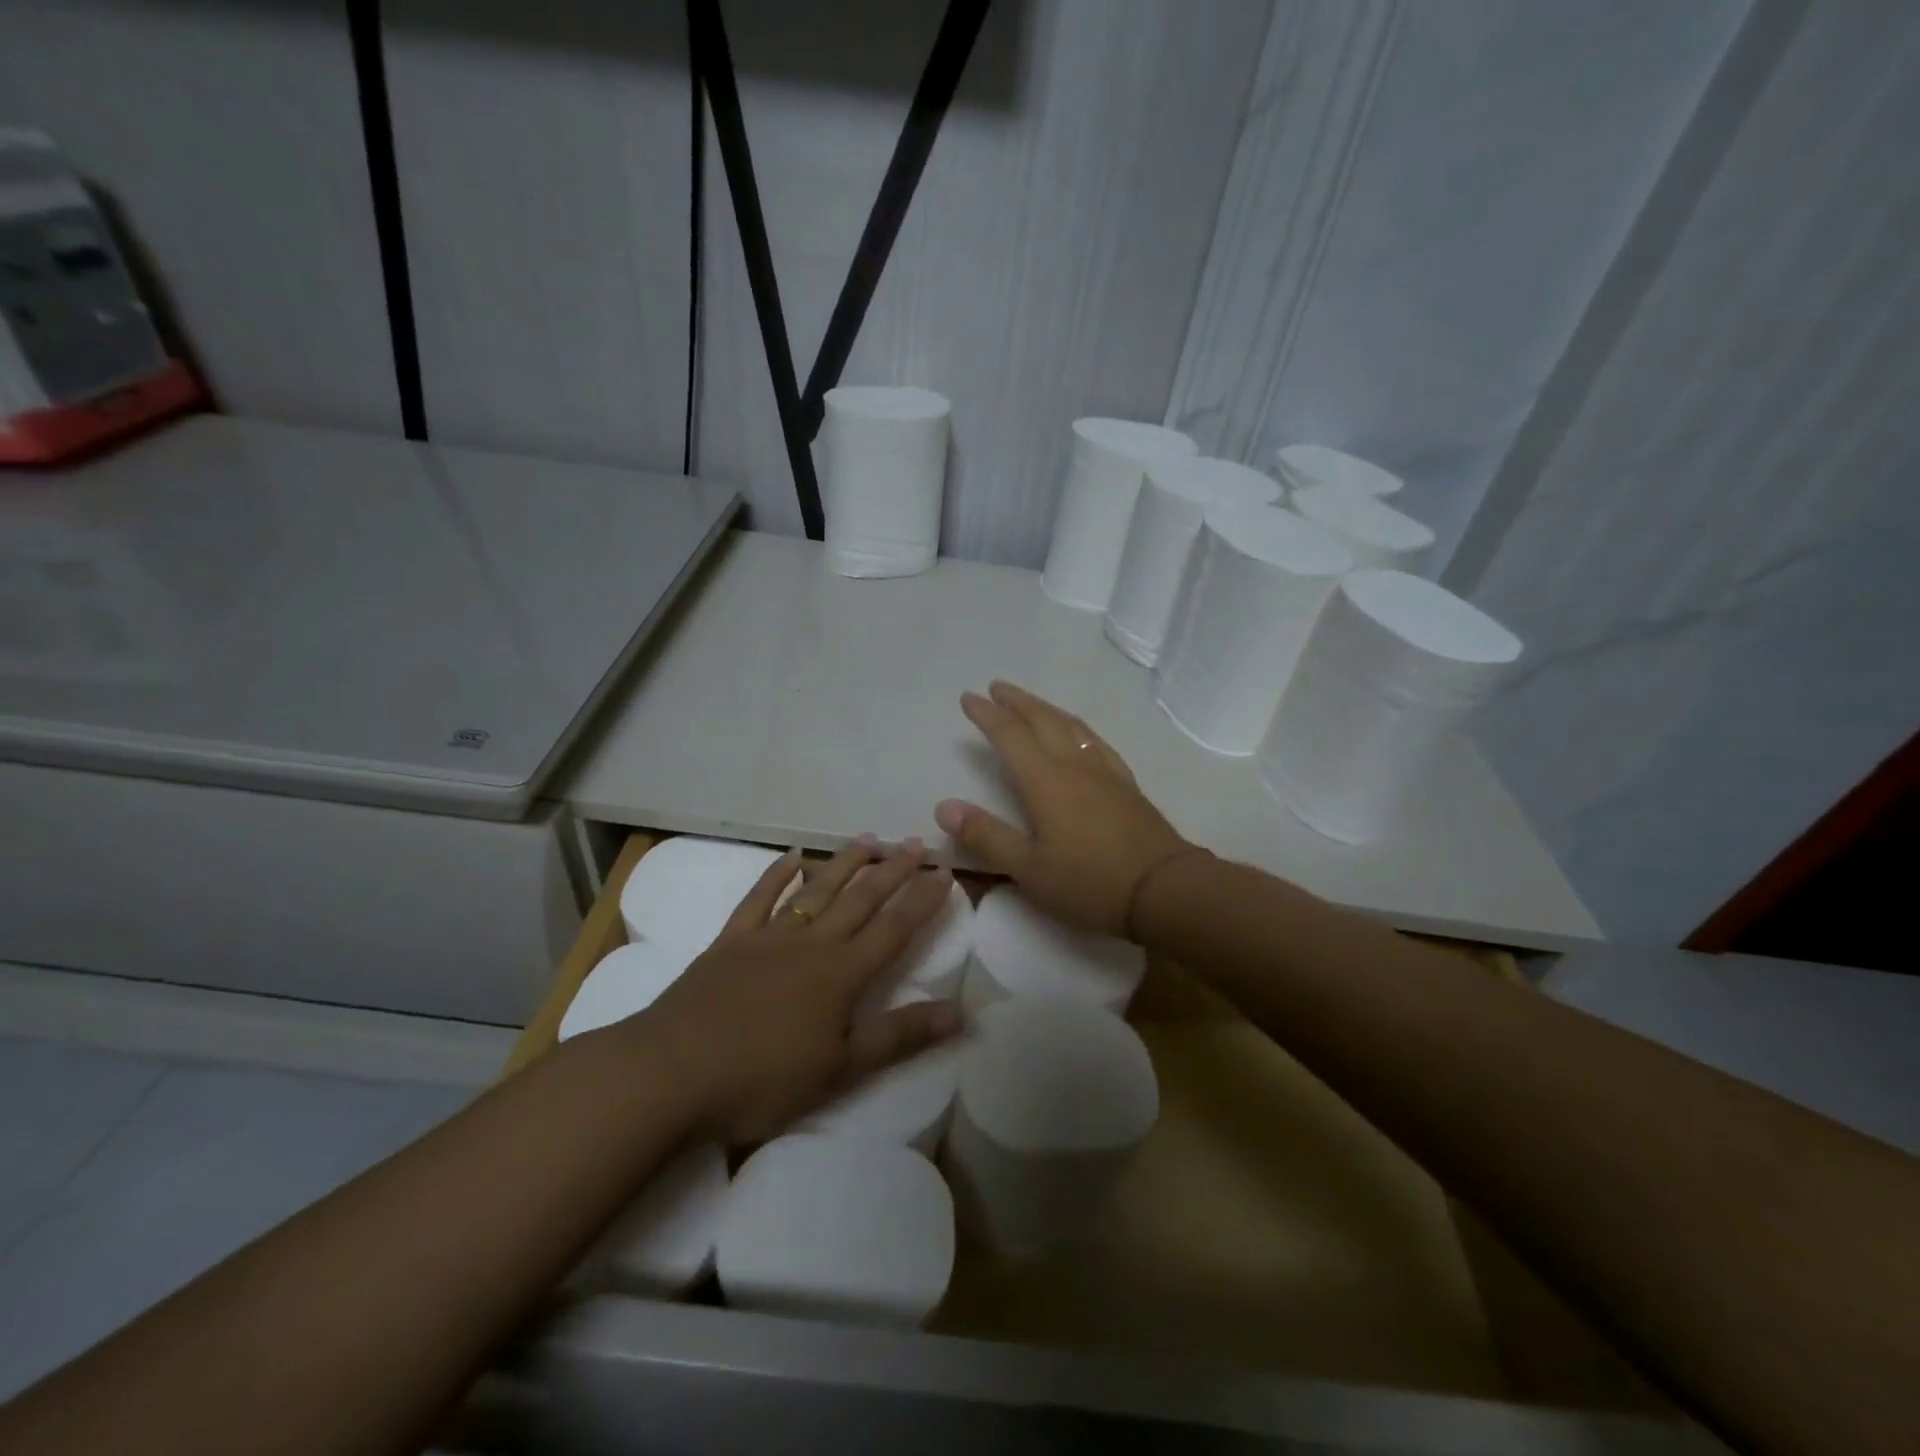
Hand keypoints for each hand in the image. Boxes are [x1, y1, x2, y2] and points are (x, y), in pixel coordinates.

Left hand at [639, 837, 960, 1144]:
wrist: (673, 1071)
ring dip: (844, 863)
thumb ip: (900, 1036)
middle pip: (860, 899)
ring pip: (816, 890)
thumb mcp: (841, 1068)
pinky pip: (758, 899)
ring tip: (869, 839)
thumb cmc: (763, 1078)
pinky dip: (776, 876)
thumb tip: (960, 1012)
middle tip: (916, 842)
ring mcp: (768, 937)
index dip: (922, 900)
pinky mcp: (730, 941)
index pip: (894, 928)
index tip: (945, 871)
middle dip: (892, 870)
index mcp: (842, 974)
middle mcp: (812, 944)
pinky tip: (791, 857)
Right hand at [935, 681, 1194, 936]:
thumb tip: (943, 807)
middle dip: (1017, 701)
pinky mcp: (1126, 784)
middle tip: (996, 687)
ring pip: (1071, 726)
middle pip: (1042, 720)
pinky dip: (1077, 727)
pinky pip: (1096, 741)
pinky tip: (1079, 733)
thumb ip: (986, 836)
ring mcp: (1104, 772)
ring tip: (1031, 702)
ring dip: (1046, 708)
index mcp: (1046, 781)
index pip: (1010, 736)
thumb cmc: (1090, 883)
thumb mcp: (1029, 869)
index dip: (987, 715)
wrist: (1165, 890)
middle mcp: (1074, 765)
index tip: (969, 698)